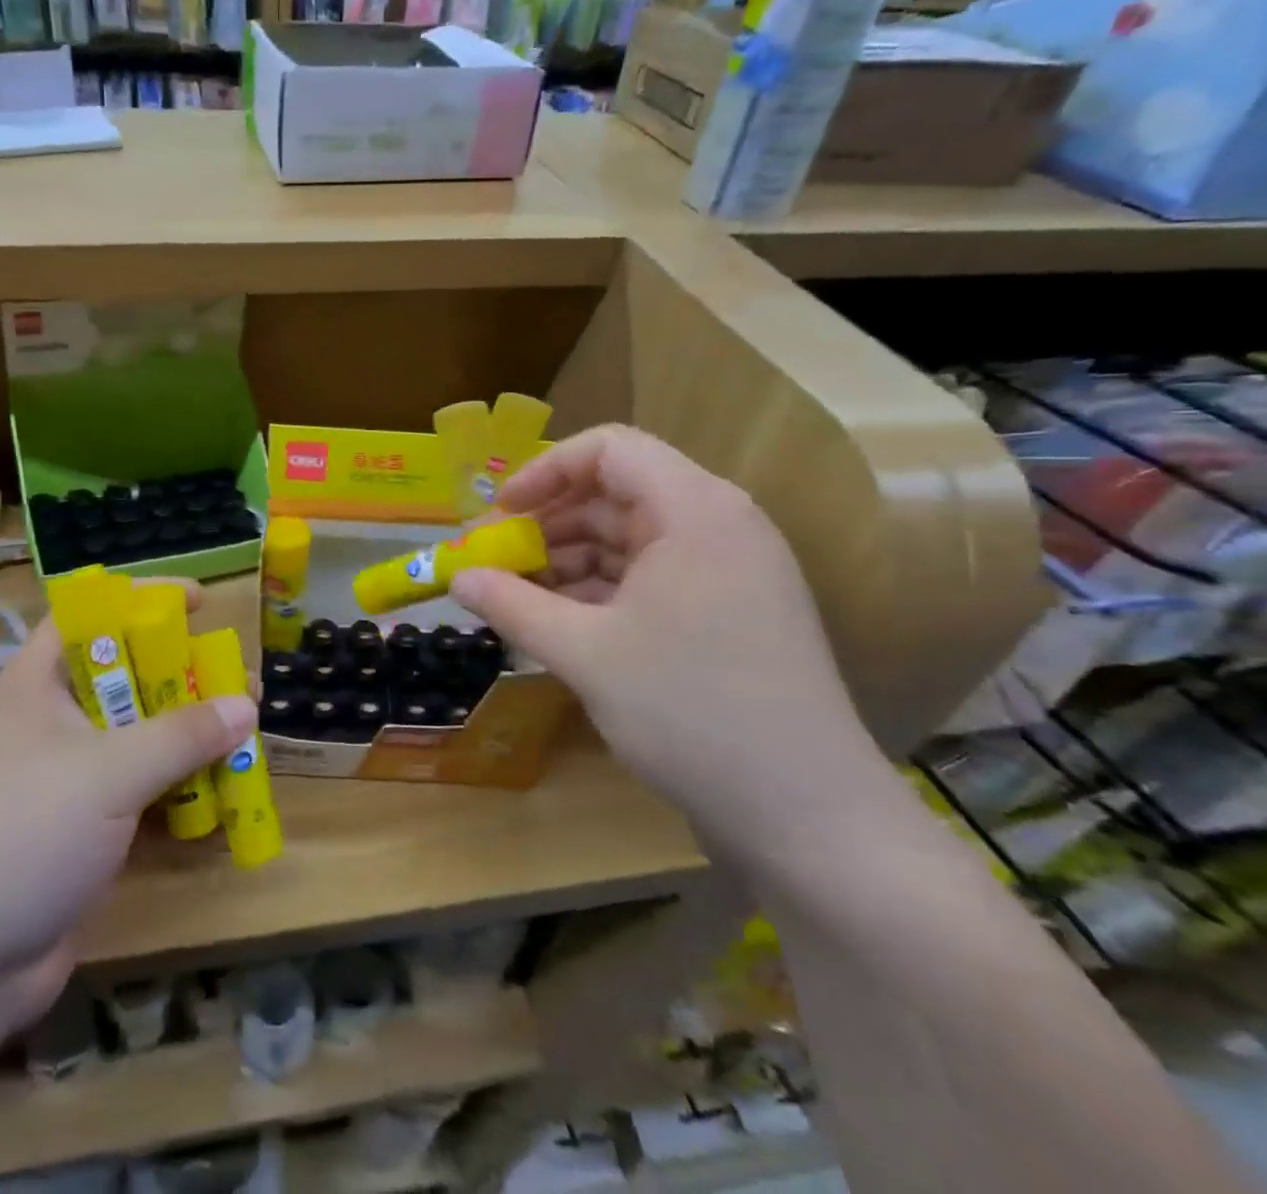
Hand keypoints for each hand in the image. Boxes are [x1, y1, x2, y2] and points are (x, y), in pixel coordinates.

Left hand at [0, 583, 256, 1029]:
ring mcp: (70, 776)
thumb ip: (181, 735)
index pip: (89, 615)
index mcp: (38, 684)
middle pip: (126, 675)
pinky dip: (181, 785)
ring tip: (243, 733)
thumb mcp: (107, 774)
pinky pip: (144, 787)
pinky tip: (222, 792)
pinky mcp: (87, 826)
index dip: (141, 599)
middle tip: (236, 681)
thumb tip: (246, 706)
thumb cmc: (21, 837)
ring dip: (189, 734)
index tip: (200, 603)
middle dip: (183, 675)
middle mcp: (53, 721)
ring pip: (140, 734)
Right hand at [449, 426, 886, 851]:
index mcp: (694, 510)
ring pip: (633, 538)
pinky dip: (604, 591)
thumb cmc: (689, 712)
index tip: (500, 512)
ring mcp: (732, 570)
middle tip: (498, 563)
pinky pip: (654, 577)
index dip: (545, 470)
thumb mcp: (584, 654)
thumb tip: (457, 578)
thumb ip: (512, 605)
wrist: (810, 817)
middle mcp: (720, 524)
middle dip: (550, 523)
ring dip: (572, 561)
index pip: (610, 449)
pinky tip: (564, 625)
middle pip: (618, 493)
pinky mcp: (733, 611)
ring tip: (522, 600)